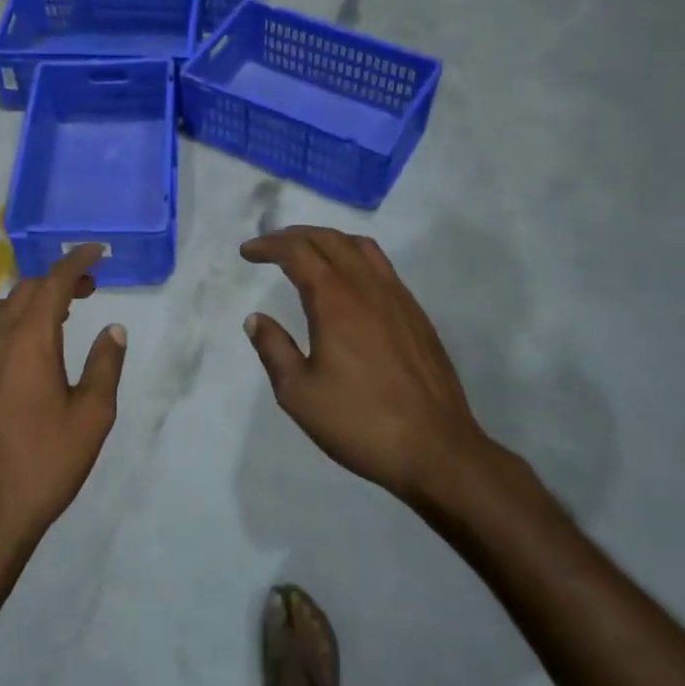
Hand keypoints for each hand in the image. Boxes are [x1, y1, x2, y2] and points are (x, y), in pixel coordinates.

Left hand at [0, 244, 126, 565]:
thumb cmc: (44, 464)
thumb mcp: (92, 416)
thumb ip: (105, 365)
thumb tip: (113, 330)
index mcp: (29, 339)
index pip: (54, 282)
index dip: (76, 262)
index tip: (96, 252)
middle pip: (24, 291)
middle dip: (55, 283)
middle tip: (84, 292)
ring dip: (26, 306)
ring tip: (50, 322)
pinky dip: (1, 332)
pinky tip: (12, 359)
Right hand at [241, 226, 500, 513]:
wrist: (437, 450)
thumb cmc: (360, 422)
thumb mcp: (299, 393)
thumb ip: (274, 349)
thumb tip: (256, 319)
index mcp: (335, 300)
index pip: (297, 252)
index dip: (269, 246)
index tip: (247, 253)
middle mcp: (367, 287)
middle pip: (328, 239)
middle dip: (294, 236)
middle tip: (270, 247)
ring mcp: (398, 297)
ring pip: (360, 246)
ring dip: (327, 240)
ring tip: (307, 254)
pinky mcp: (417, 314)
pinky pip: (382, 266)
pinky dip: (354, 257)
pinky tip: (348, 283)